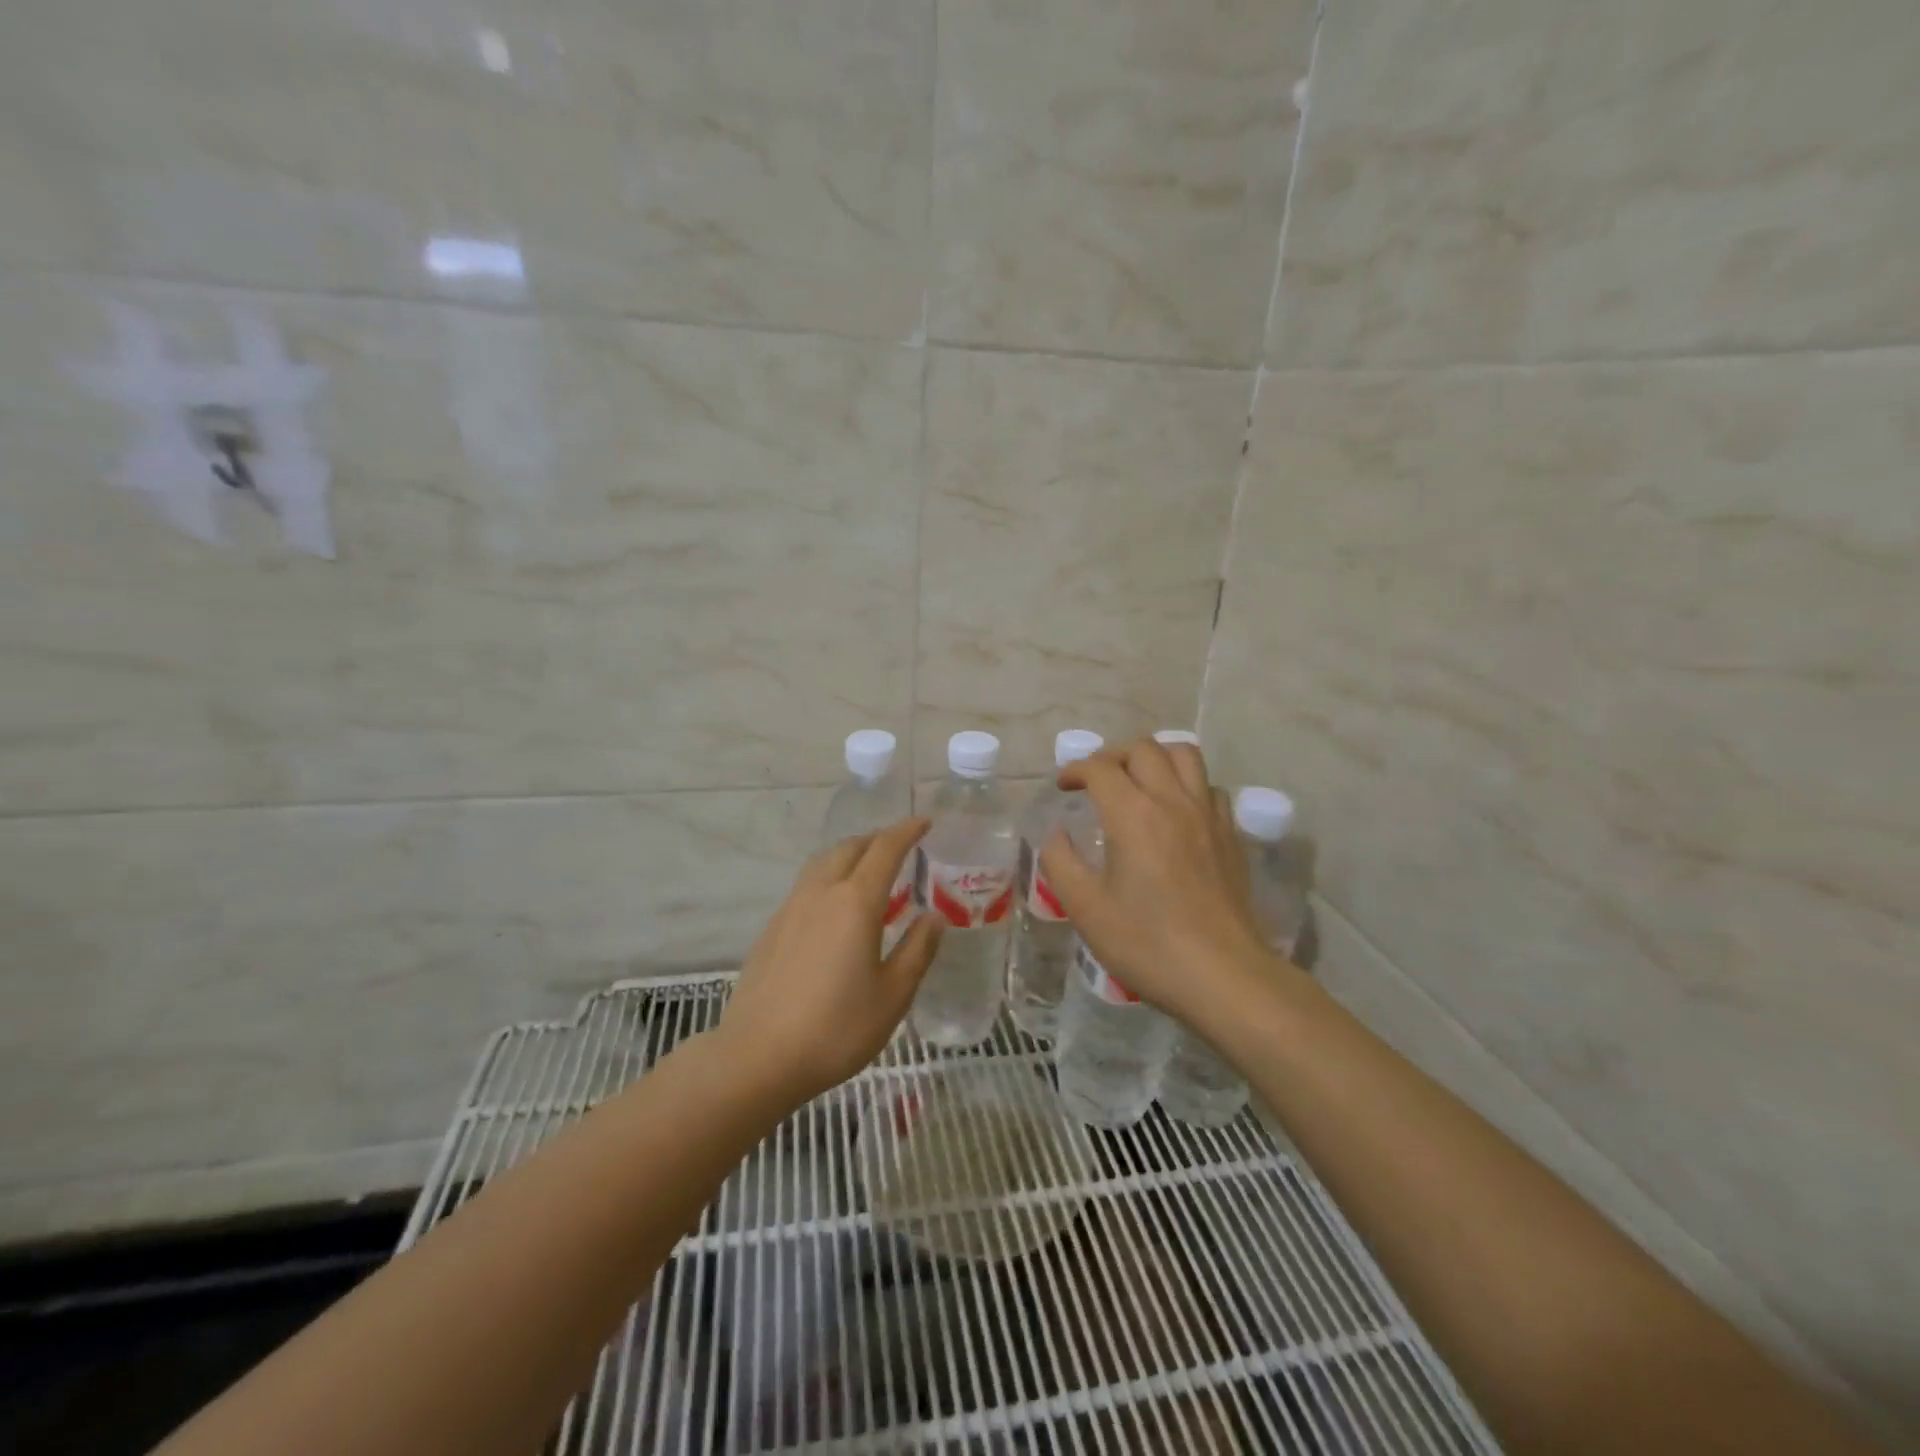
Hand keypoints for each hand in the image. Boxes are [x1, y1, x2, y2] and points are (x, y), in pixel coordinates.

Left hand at [717, 818, 941, 1104]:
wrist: (758, 1057)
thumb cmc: (836, 1028)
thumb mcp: (893, 995)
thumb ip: (917, 950)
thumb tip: (933, 917)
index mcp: (855, 902)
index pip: (885, 849)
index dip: (907, 831)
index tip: (925, 822)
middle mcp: (821, 893)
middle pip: (850, 847)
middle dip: (878, 838)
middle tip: (901, 846)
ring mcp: (791, 907)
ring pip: (824, 862)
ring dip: (850, 854)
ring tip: (869, 869)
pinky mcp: (773, 927)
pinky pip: (807, 884)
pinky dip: (830, 876)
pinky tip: (835, 906)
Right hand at [1040, 738, 1275, 1026]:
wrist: (1222, 975)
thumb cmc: (1146, 944)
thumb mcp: (1086, 909)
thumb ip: (1061, 862)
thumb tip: (1055, 834)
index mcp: (1132, 815)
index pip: (1100, 768)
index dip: (1075, 769)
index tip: (1063, 786)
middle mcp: (1172, 801)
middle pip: (1144, 748)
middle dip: (1112, 755)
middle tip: (1096, 781)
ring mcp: (1207, 815)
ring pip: (1185, 755)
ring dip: (1155, 758)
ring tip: (1138, 781)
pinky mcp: (1230, 834)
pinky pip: (1209, 787)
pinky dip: (1187, 784)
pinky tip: (1175, 811)